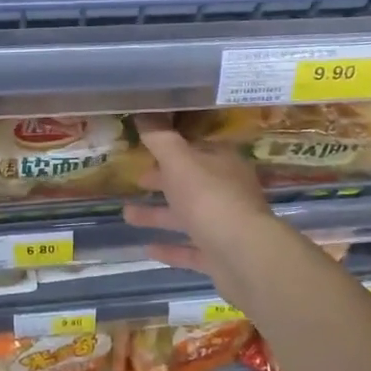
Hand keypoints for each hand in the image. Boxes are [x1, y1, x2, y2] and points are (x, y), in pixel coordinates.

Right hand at [122, 119, 291, 298]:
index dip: (170, 150)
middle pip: (191, 182)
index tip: (146, 151)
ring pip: (188, 216)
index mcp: (223, 163)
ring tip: (127, 215)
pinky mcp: (221, 256)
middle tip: (136, 180)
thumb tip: (144, 114)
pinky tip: (147, 248)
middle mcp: (228, 191)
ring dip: (159, 215)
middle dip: (163, 181)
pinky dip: (171, 248)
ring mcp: (226, 226)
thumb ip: (160, 140)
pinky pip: (192, 249)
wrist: (244, 256)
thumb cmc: (210, 199)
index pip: (196, 150)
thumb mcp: (179, 162)